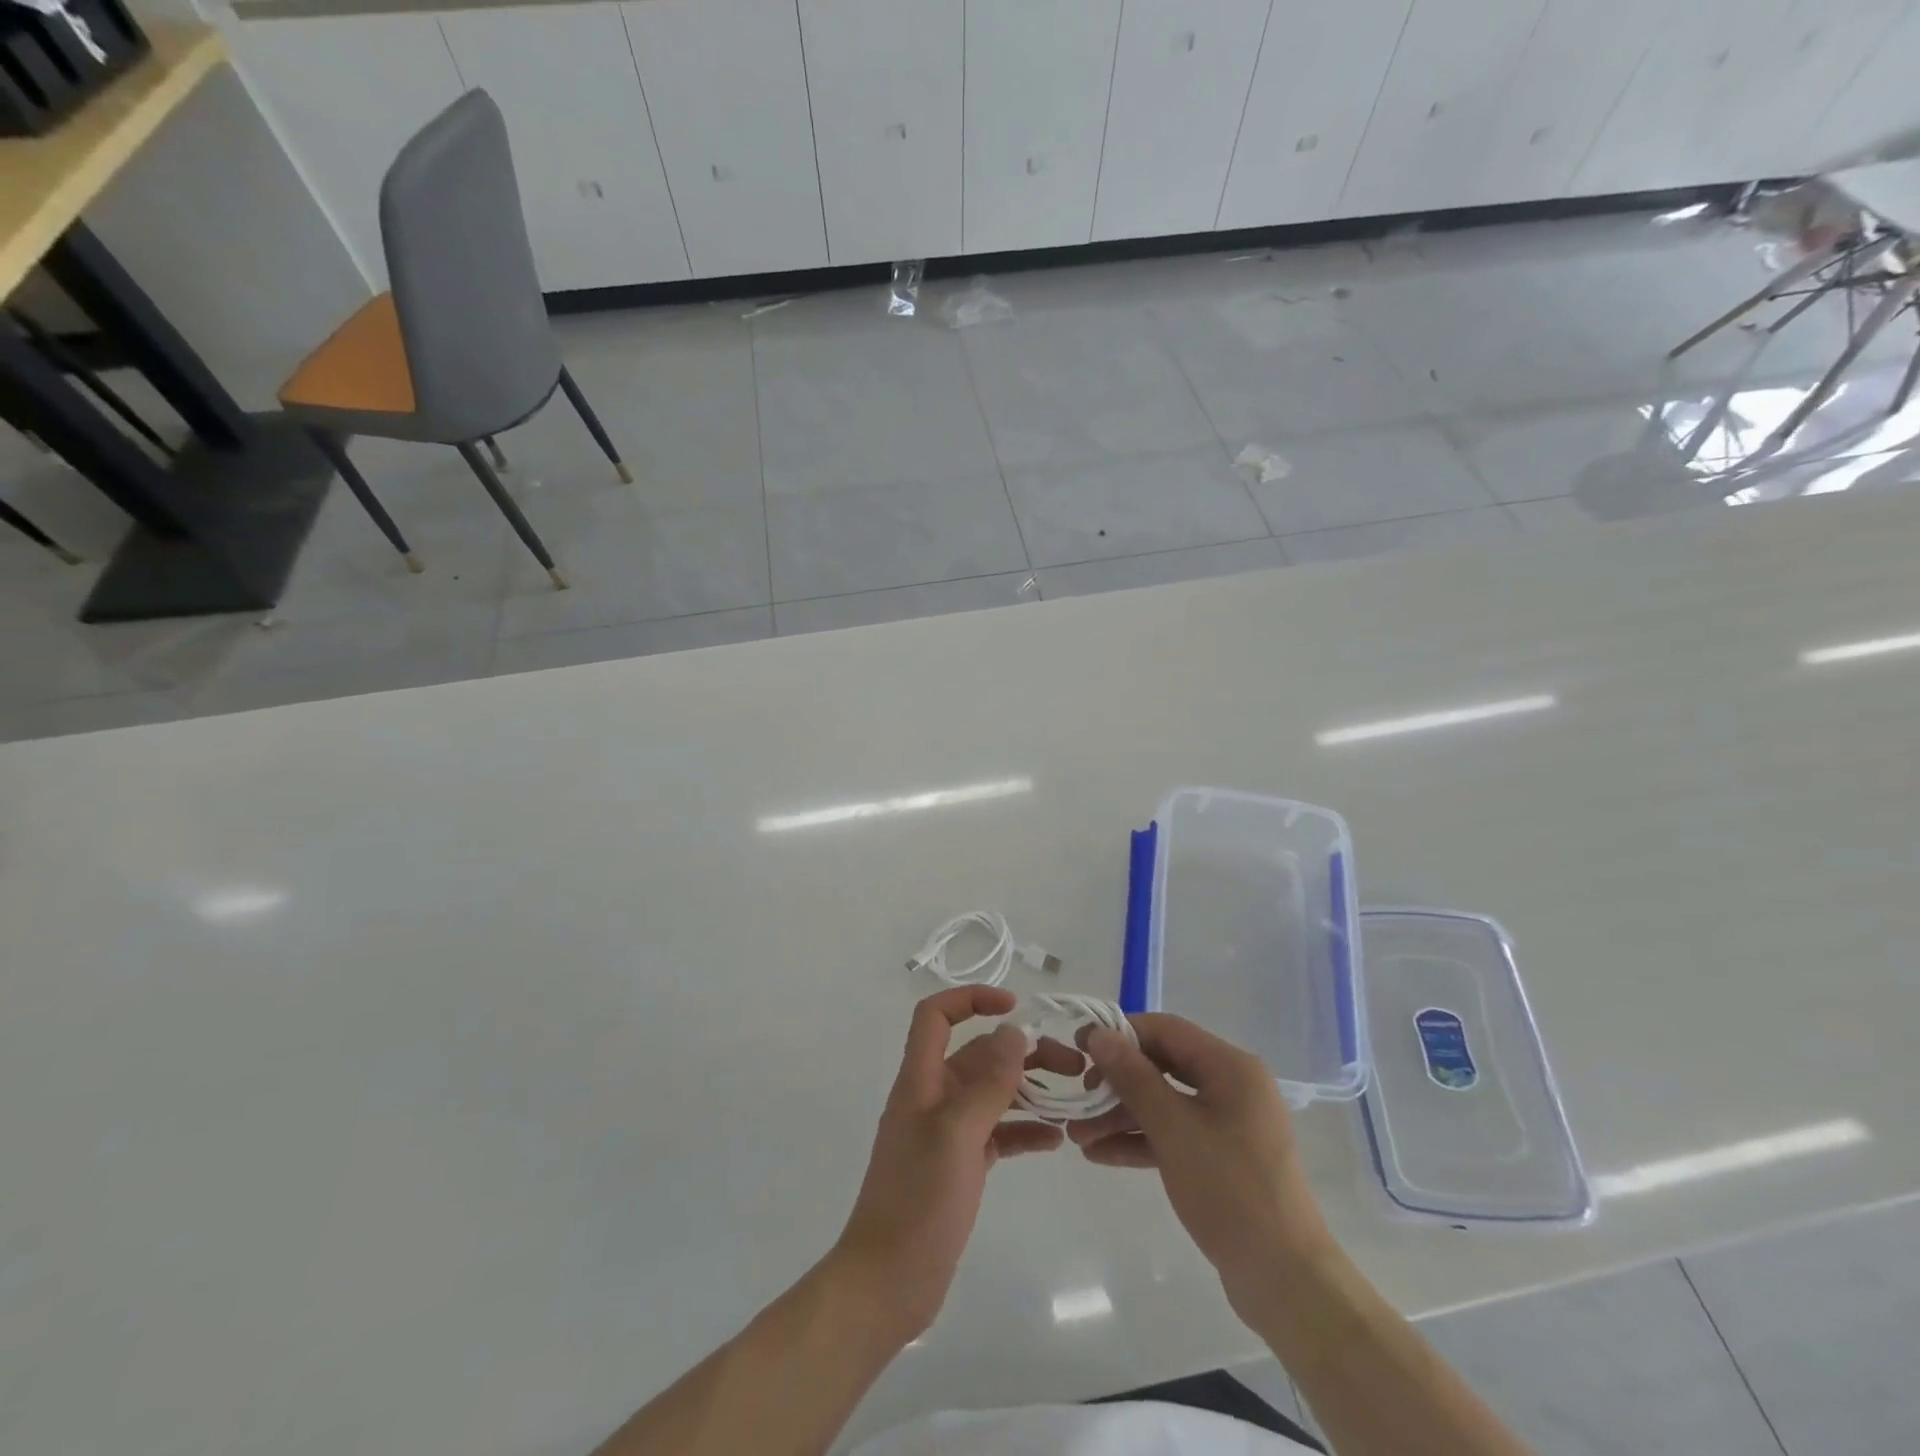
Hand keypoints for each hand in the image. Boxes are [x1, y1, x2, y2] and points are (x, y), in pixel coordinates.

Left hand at [832, 986, 1070, 1341]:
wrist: (888, 1281)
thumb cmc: (918, 1200)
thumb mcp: (957, 1134)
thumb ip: (988, 1083)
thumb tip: (1014, 1033)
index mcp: (921, 1079)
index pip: (936, 1016)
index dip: (971, 999)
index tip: (1016, 1007)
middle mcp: (933, 1098)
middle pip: (978, 1055)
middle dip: (1022, 1052)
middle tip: (1073, 1066)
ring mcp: (946, 1133)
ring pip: (992, 1094)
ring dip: (1030, 1090)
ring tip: (1074, 1100)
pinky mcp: (960, 1167)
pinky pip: (996, 1134)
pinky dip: (1023, 1130)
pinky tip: (1055, 1141)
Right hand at [1069, 1013, 1334, 1318]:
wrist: (1286, 1282)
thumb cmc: (1230, 1190)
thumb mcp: (1173, 1128)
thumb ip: (1133, 1077)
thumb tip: (1099, 1034)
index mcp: (1231, 1067)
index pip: (1166, 1030)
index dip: (1120, 1034)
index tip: (1079, 1046)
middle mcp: (1232, 1087)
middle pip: (1163, 1067)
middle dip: (1116, 1083)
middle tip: (1078, 1100)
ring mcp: (1229, 1124)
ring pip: (1165, 1104)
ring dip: (1121, 1116)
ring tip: (1078, 1136)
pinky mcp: (1222, 1159)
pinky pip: (1174, 1135)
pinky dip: (1141, 1141)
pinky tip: (1101, 1154)